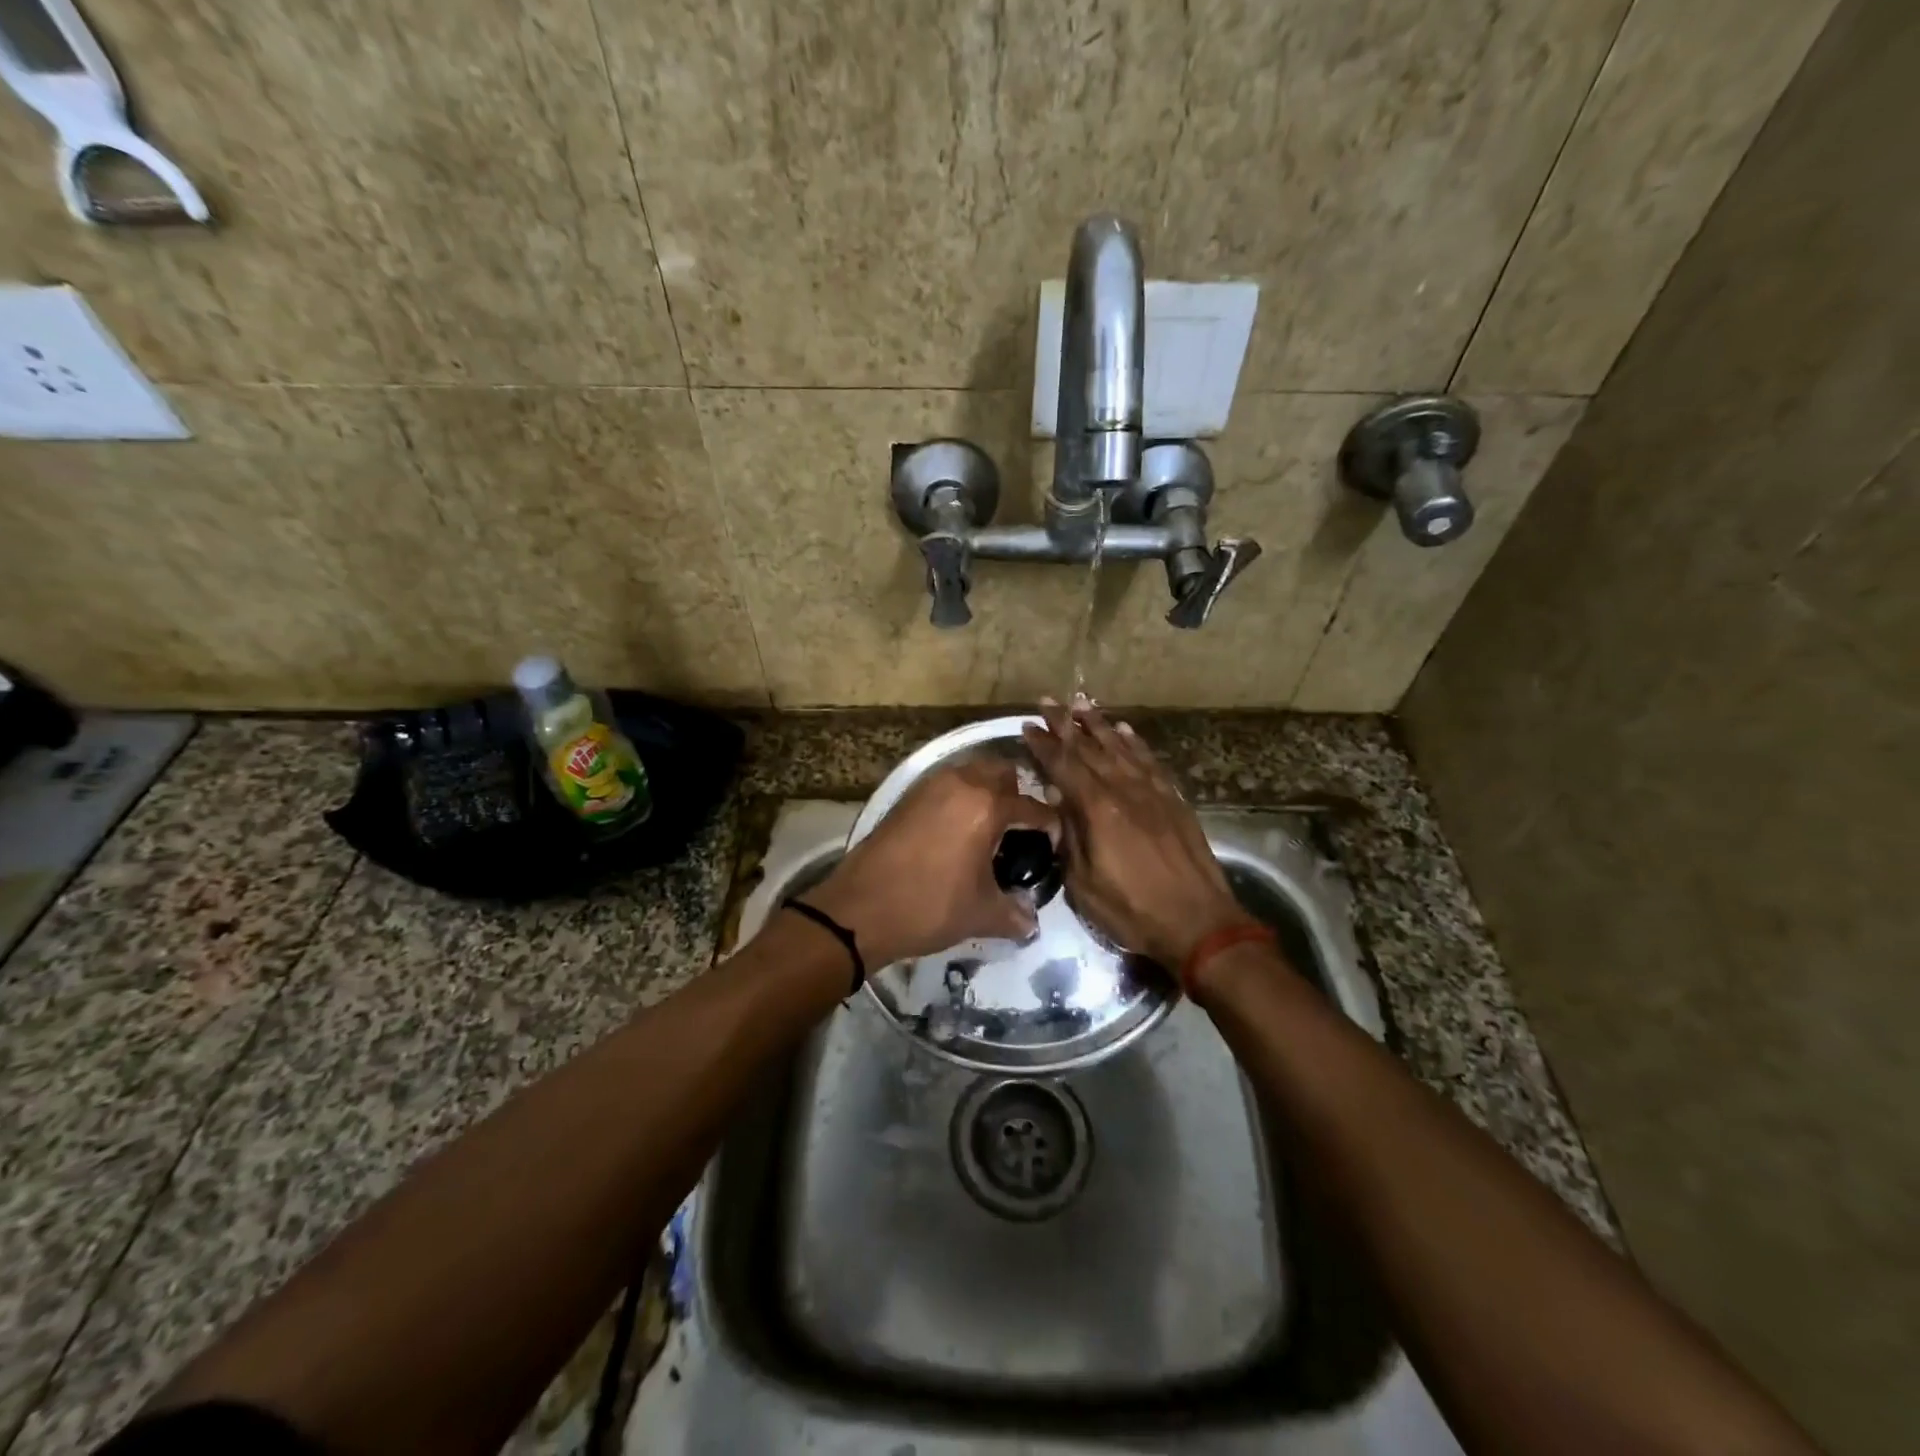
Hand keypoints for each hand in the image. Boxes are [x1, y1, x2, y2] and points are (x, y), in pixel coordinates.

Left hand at [803, 757, 1059, 966]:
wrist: (859, 908)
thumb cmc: (928, 907)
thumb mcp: (980, 914)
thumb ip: (1014, 914)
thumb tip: (1031, 922)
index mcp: (987, 807)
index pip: (1033, 807)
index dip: (1050, 826)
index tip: (1054, 843)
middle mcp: (961, 784)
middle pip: (1002, 773)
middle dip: (1017, 795)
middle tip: (1018, 830)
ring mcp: (930, 786)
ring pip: (971, 773)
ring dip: (986, 792)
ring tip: (988, 829)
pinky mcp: (907, 796)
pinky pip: (945, 784)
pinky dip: (959, 797)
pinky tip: (956, 831)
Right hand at [1021, 696, 1249, 970]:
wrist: (1199, 923)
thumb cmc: (1133, 910)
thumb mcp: (1084, 884)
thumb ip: (1069, 837)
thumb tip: (1056, 799)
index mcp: (1098, 809)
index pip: (1063, 766)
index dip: (1043, 744)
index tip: (1027, 726)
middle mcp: (1124, 790)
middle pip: (1089, 748)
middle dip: (1065, 724)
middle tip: (1048, 702)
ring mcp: (1152, 792)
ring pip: (1120, 747)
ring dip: (1098, 724)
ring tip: (1081, 703)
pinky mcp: (1173, 800)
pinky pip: (1150, 761)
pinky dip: (1134, 742)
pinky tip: (1125, 730)